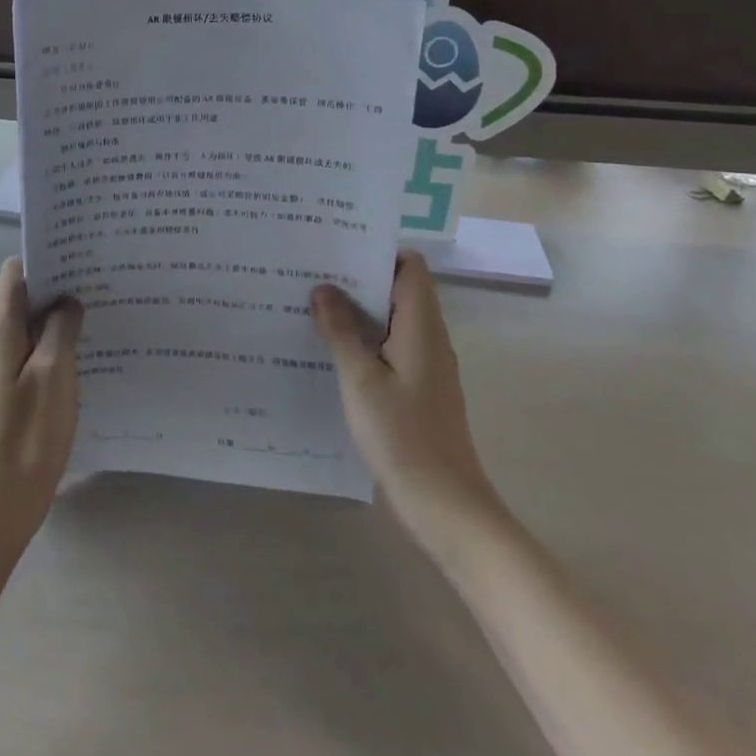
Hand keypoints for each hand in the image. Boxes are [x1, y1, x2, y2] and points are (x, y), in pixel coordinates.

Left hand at [0, 258, 82, 554]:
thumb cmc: (29, 433)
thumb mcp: (54, 373)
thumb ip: (60, 328)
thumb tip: (66, 301)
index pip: (14, 274)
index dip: (44, 261)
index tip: (79, 261)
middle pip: (19, 300)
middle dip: (56, 291)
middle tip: (97, 290)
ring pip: (25, 330)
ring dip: (54, 323)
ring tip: (95, 322)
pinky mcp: (0, 395)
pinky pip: (25, 357)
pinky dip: (49, 350)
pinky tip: (79, 362)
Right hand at [310, 250, 496, 510]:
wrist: (445, 506)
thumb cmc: (403, 436)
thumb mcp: (361, 379)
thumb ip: (341, 330)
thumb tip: (323, 288)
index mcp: (422, 327)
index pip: (410, 267)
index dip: (377, 252)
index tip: (336, 249)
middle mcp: (429, 339)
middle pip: (398, 290)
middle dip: (357, 279)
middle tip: (311, 272)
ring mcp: (425, 366)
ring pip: (391, 320)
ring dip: (357, 311)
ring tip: (310, 304)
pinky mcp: (417, 390)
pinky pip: (389, 348)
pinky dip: (363, 340)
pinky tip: (328, 349)